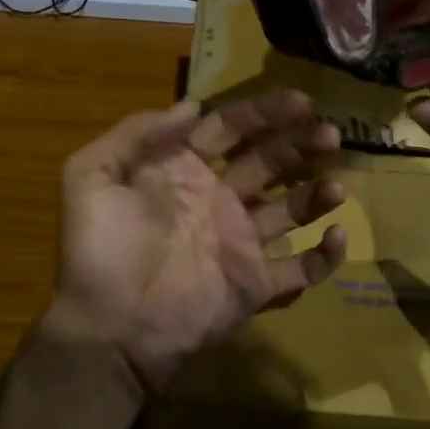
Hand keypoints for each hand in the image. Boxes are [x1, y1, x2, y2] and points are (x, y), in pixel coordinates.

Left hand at [47, 90, 348, 391]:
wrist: (108, 329)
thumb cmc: (99, 249)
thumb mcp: (91, 175)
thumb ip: (136, 133)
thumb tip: (192, 106)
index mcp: (184, 170)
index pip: (231, 129)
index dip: (264, 112)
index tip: (301, 100)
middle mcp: (218, 199)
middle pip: (269, 161)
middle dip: (300, 143)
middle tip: (332, 132)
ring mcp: (240, 242)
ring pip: (291, 209)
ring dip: (317, 193)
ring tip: (337, 185)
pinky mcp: (255, 284)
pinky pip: (299, 268)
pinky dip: (325, 256)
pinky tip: (338, 236)